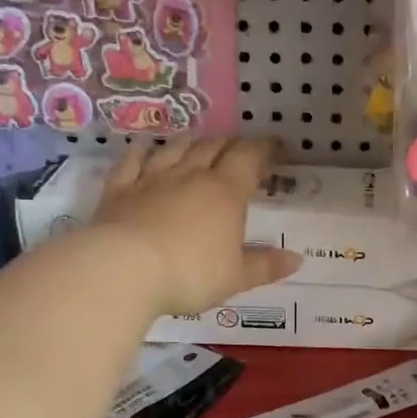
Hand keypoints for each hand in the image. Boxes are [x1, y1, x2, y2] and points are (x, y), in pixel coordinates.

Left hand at [94, 138, 302, 315]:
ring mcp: (151, 179)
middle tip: (237, 147)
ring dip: (190, 141)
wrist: (123, 269)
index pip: (248, 158)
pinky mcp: (119, 189)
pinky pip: (132, 161)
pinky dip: (141, 151)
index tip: (273, 147)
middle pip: (212, 147)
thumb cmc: (190, 274)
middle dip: (228, 144)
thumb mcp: (236, 277)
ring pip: (175, 149)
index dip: (262, 149)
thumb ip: (266, 266)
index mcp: (226, 192)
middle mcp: (191, 176)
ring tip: (198, 141)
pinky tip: (145, 147)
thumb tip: (297, 259)